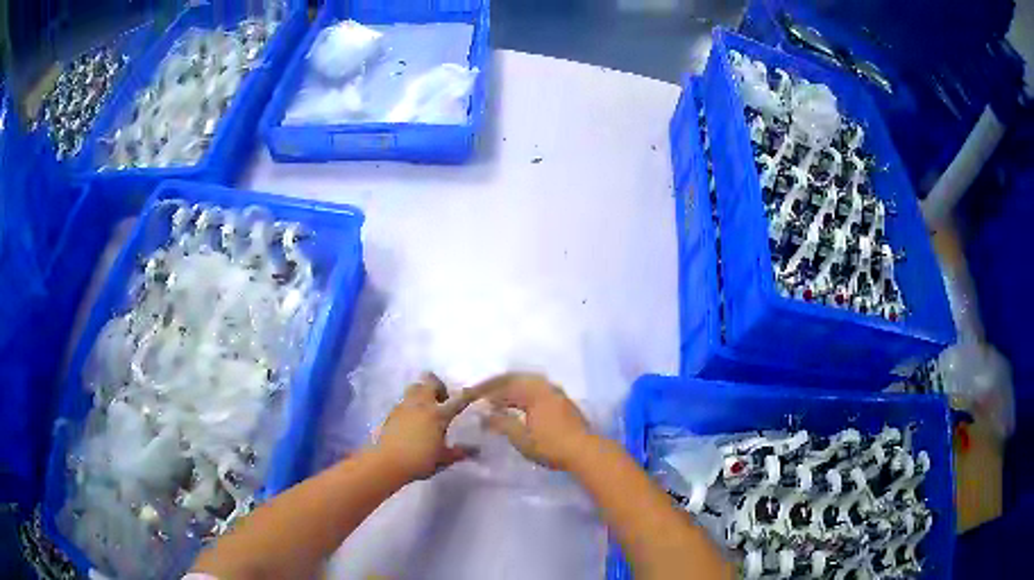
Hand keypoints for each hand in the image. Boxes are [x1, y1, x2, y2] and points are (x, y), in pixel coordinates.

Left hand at [375, 373, 489, 482]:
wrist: (387, 462)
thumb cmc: (419, 461)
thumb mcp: (443, 459)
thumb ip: (458, 452)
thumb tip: (475, 450)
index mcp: (438, 415)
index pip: (457, 400)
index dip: (468, 395)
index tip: (474, 392)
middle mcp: (422, 405)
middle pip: (430, 381)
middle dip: (438, 386)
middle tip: (443, 400)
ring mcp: (405, 406)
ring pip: (414, 387)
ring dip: (422, 392)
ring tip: (426, 408)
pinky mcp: (392, 412)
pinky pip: (404, 400)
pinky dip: (411, 404)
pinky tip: (412, 419)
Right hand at [482, 373, 593, 470]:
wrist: (585, 451)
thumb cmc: (550, 445)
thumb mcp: (520, 437)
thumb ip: (501, 423)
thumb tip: (483, 414)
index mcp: (533, 391)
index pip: (503, 386)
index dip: (485, 390)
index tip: (470, 395)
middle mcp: (545, 387)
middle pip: (516, 379)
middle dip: (497, 385)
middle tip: (481, 392)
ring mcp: (557, 393)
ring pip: (528, 384)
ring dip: (511, 388)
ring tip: (498, 399)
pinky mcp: (563, 402)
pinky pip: (537, 390)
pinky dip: (523, 393)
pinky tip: (519, 405)